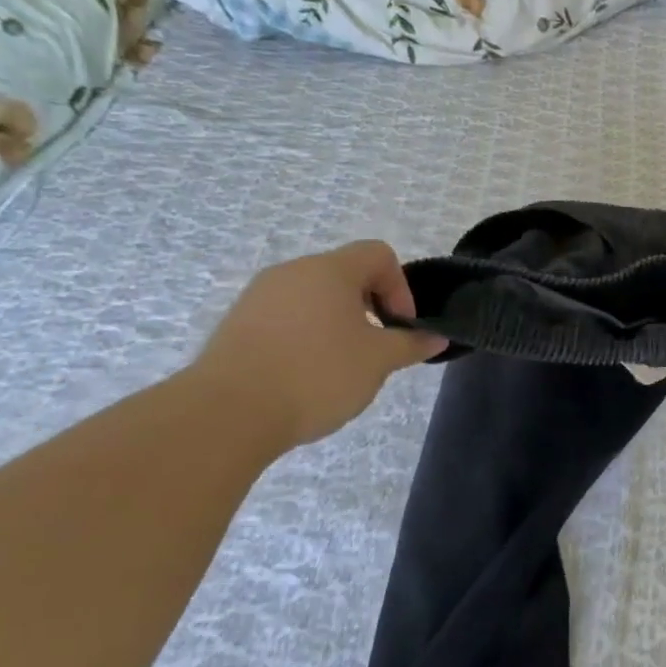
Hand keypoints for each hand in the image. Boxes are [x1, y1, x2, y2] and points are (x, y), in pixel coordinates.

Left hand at [187, 241, 446, 448]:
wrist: (229, 412)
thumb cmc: (318, 373)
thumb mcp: (379, 360)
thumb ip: (411, 344)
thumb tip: (436, 338)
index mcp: (330, 270)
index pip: (378, 254)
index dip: (401, 287)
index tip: (400, 326)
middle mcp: (292, 272)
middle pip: (345, 275)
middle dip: (370, 308)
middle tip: (376, 348)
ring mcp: (258, 297)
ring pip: (313, 298)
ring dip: (337, 324)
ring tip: (341, 367)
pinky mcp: (237, 324)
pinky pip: (285, 319)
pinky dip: (305, 338)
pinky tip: (305, 376)